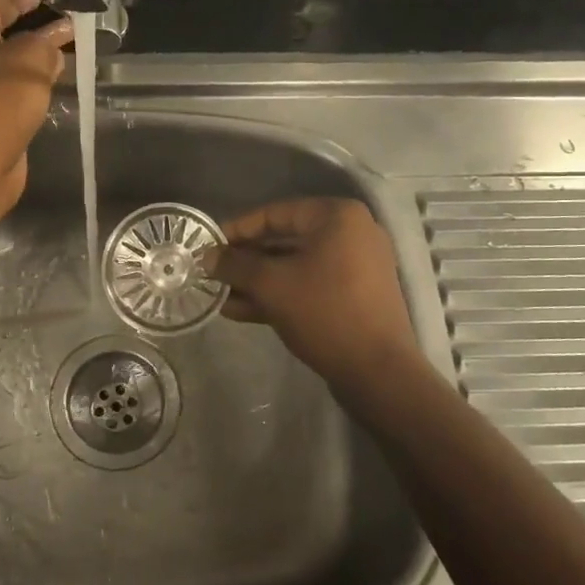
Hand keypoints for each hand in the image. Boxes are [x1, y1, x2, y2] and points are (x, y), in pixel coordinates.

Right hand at [208, 197, 421, 389]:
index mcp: (337, 217)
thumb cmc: (325, 312)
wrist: (378, 372)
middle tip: (212, 272)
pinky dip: (279, 294)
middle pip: (285, 239)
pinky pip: (309, 285)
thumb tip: (206, 257)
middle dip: (246, 260)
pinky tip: (241, 310)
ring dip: (257, 280)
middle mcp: (351, 233)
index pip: (275, 213)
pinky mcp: (354, 296)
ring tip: (220, 295)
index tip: (209, 245)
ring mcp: (356, 266)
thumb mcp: (272, 285)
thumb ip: (235, 265)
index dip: (238, 229)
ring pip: (295, 266)